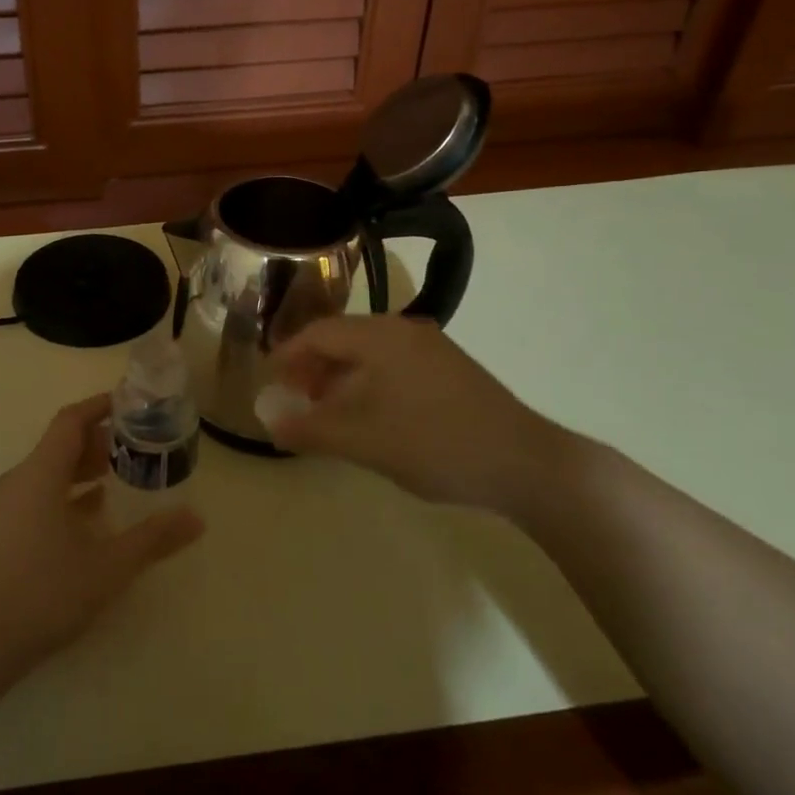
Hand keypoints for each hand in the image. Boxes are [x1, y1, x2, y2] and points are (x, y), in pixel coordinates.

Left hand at [0, 394, 203, 673]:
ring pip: (48, 470)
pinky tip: (90, 514)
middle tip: (135, 445)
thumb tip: (197, 518)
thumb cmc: (45, 593)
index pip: (71, 421)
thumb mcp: (108, 566)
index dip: (100, 407)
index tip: (131, 403)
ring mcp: (6, 506)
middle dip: (98, 439)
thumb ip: (153, 538)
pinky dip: (66, 492)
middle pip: (60, 444)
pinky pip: (38, 493)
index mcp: (40, 473)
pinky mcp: (1, 531)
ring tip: (117, 475)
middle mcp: (19, 480)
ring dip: (82, 467)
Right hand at [260, 316, 572, 514]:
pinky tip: (370, 415)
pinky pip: (393, 364)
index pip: (318, 333)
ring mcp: (431, 348)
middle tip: (296, 398)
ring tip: (328, 410)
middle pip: (343, 338)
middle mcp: (404, 330)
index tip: (270, 382)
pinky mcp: (450, 369)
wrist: (526, 464)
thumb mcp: (362, 441)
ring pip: (369, 352)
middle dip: (313, 366)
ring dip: (341, 376)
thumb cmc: (434, 445)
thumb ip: (310, 428)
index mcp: (380, 337)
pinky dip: (369, 382)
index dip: (288, 356)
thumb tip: (268, 420)